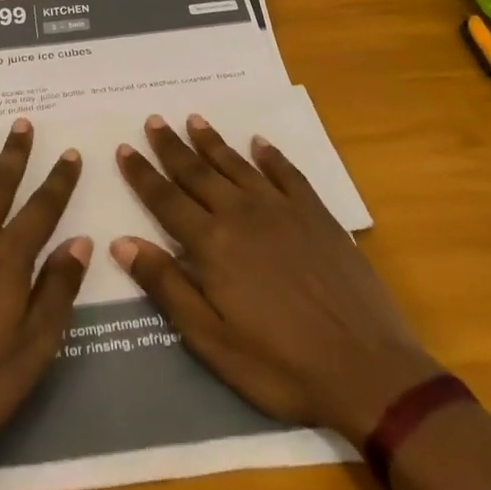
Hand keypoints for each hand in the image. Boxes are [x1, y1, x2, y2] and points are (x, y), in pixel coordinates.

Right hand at [112, 113, 441, 442]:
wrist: (368, 370)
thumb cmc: (281, 365)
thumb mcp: (213, 341)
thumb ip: (167, 287)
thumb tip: (121, 242)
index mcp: (212, 244)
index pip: (166, 199)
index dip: (142, 174)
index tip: (124, 148)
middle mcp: (241, 214)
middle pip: (197, 172)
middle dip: (172, 147)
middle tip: (154, 120)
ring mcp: (282, 209)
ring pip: (237, 164)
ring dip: (213, 141)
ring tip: (194, 119)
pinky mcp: (316, 214)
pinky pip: (287, 173)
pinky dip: (270, 156)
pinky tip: (260, 143)